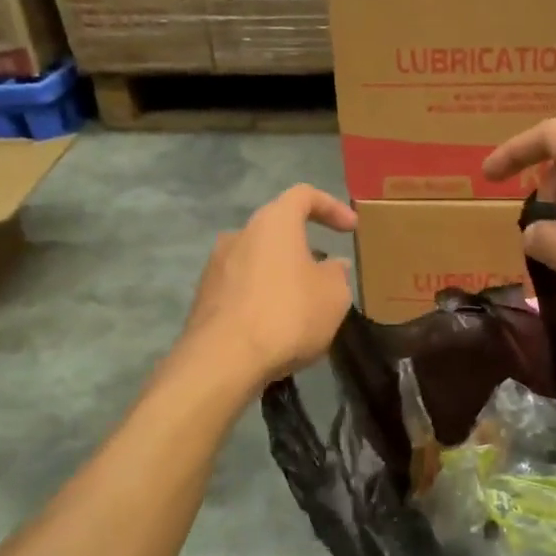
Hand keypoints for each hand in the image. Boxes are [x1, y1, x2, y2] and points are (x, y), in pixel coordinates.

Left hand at [180, 185, 356, 388]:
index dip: (332, 207)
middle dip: (305, 246)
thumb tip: (333, 265)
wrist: (223, 360)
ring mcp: (216, 265)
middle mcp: (240, 234)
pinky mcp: (204, 297)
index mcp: (274, 222)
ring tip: (303, 302)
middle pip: (277, 228)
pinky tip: (277, 324)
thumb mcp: (334, 295)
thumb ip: (337, 274)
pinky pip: (242, 287)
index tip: (351, 228)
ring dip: (282, 273)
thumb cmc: (288, 315)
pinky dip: (262, 296)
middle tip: (327, 271)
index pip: (304, 195)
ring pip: (258, 259)